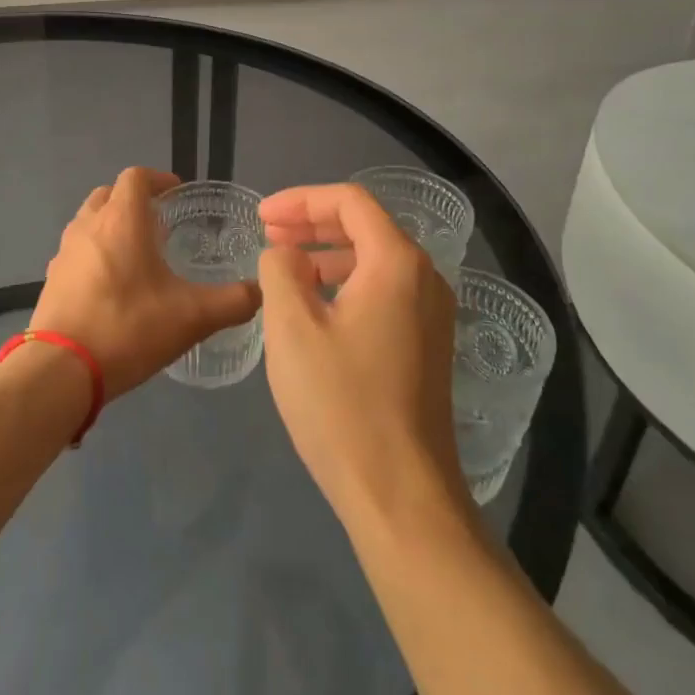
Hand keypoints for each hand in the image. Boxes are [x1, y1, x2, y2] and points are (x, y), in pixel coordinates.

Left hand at [32, 168, 259, 401]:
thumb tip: (260, 292)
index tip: (177, 194)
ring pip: (89, 221)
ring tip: (137, 254)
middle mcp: (89, 226)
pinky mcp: (51, 280)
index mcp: (122, 220)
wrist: (60, 371)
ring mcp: (64, 253)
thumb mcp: (193, 317)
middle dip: (133, 200)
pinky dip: (94, 254)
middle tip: (159, 222)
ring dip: (111, 226)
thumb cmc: (128, 328)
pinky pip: (76, 252)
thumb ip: (233, 301)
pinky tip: (112, 286)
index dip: (158, 179)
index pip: (136, 177)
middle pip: (109, 194)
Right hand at [257, 183, 467, 531]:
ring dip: (328, 253)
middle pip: (366, 225)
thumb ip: (280, 272)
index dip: (301, 200)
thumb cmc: (341, 404)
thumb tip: (284, 254)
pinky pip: (385, 290)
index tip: (261, 217)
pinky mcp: (428, 343)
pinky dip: (347, 282)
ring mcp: (432, 312)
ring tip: (285, 266)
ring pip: (375, 259)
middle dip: (313, 223)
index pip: (350, 201)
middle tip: (268, 234)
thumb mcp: (292, 330)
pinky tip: (316, 306)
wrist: (402, 494)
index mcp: (397, 262)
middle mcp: (424, 277)